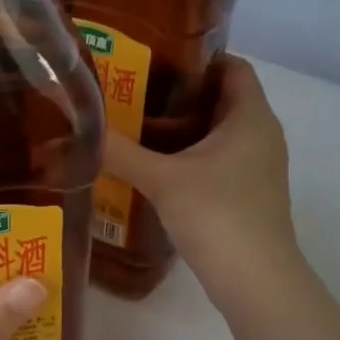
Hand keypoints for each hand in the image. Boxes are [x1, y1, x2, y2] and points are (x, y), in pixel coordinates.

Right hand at [102, 56, 303, 306]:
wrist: (256, 282)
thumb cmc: (218, 216)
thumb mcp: (163, 179)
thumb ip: (120, 152)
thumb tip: (78, 129)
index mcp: (251, 116)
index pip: (232, 66)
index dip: (198, 56)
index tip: (155, 58)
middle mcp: (261, 135)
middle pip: (221, 98)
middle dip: (180, 93)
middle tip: (133, 91)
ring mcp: (257, 168)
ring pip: (218, 133)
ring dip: (182, 129)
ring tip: (136, 126)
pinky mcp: (247, 195)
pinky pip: (217, 161)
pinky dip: (189, 157)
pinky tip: (154, 168)